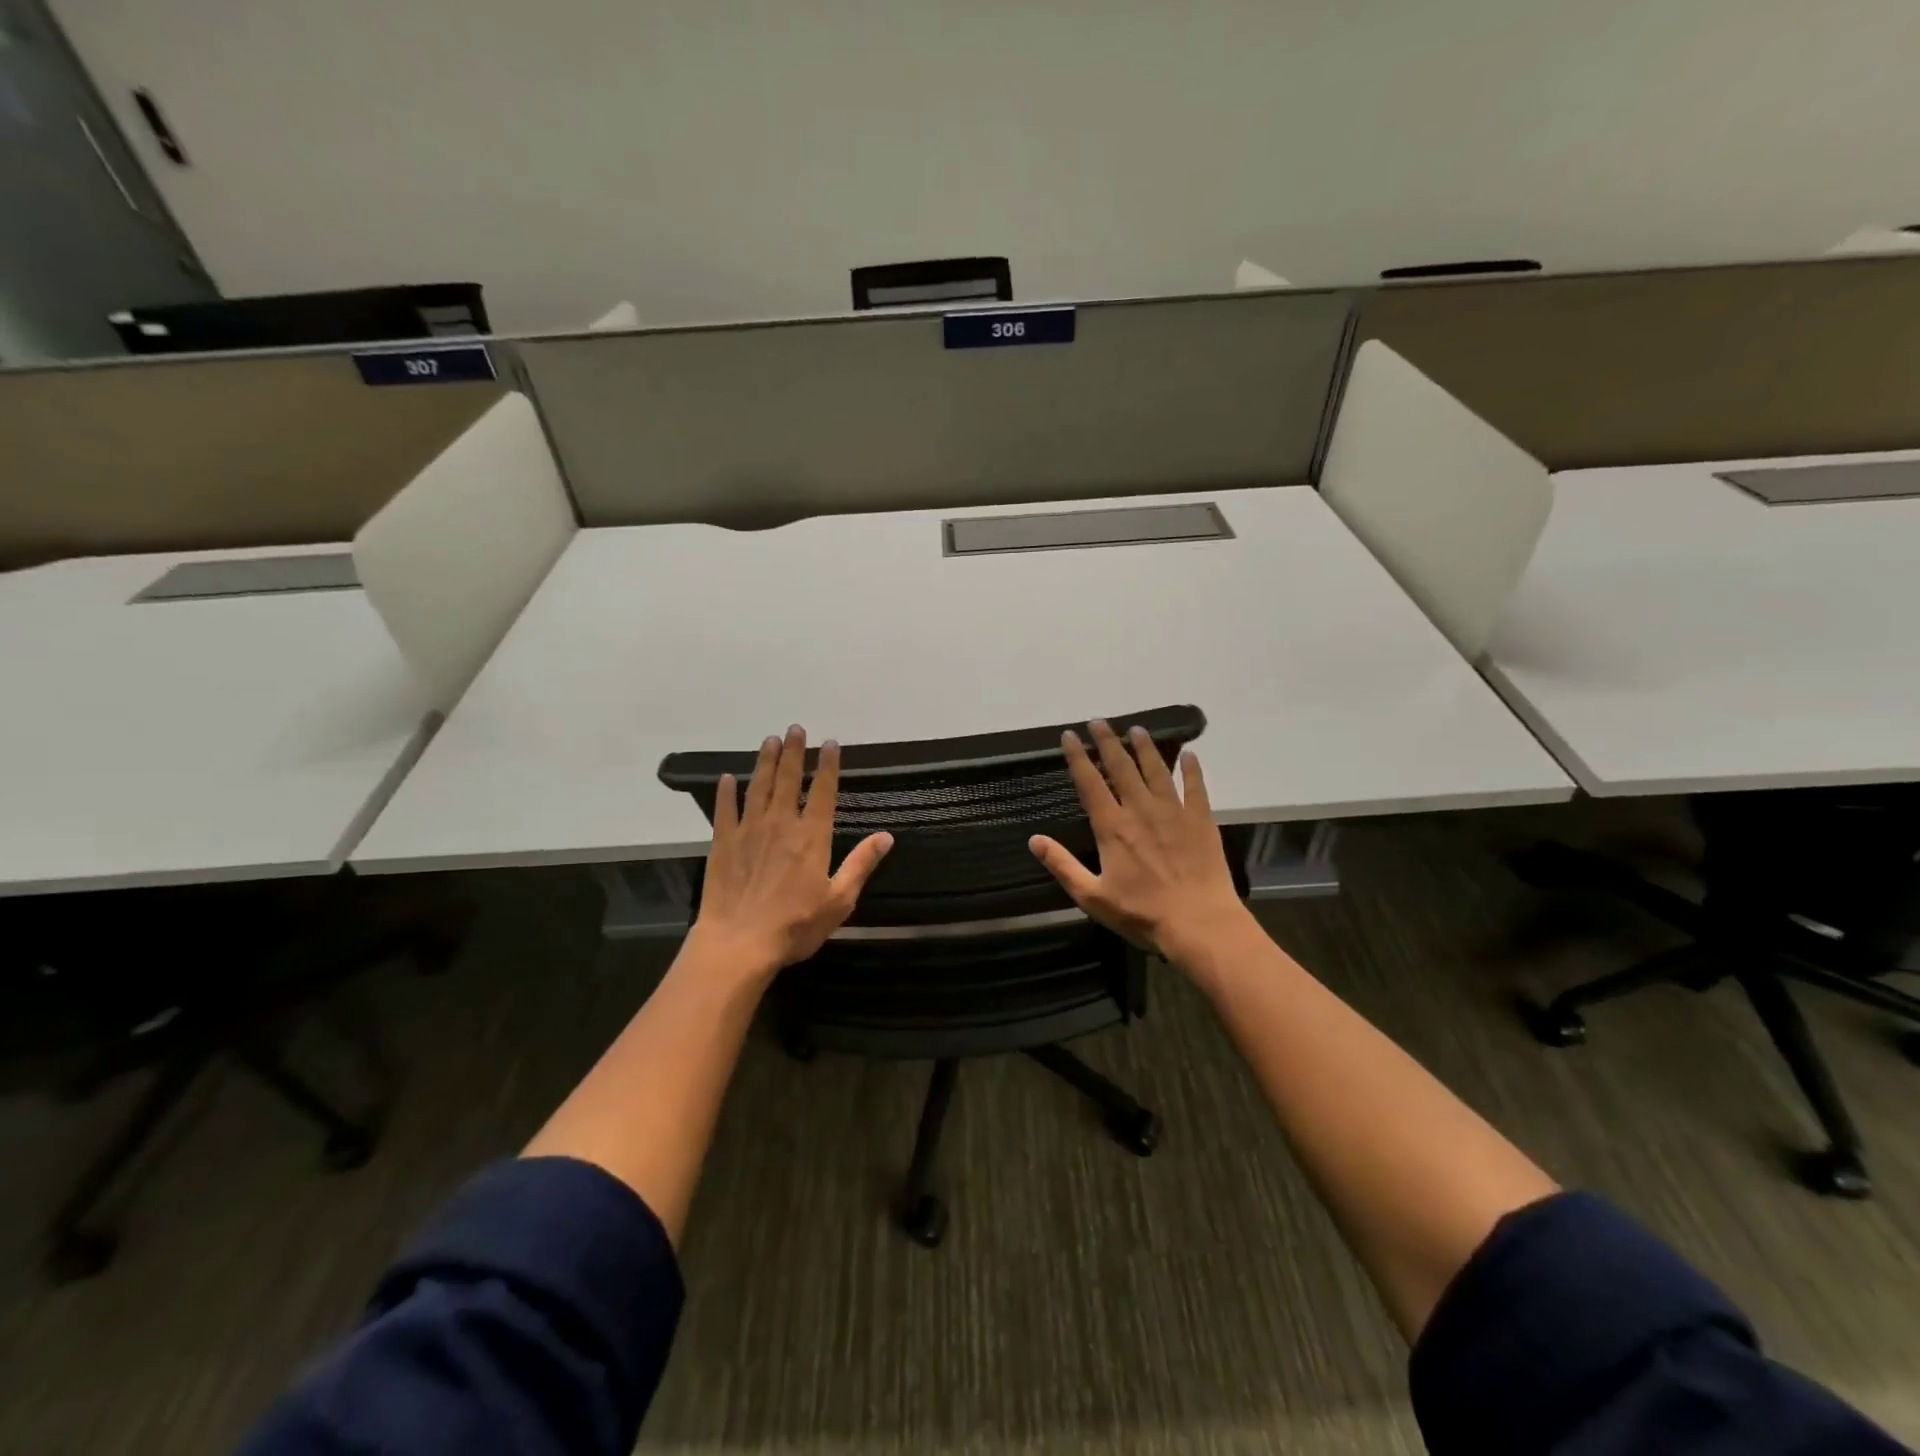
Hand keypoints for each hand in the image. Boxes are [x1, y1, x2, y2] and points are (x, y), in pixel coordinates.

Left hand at [688, 725, 892, 982]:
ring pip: (759, 786)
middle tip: (795, 728)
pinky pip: (725, 809)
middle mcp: (781, 824)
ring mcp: (749, 830)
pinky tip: (727, 778)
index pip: (823, 791)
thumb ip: (861, 864)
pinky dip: (726, 792)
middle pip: (788, 779)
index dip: (827, 765)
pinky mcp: (723, 842)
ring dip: (765, 761)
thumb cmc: (795, 925)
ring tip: (770, 740)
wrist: (739, 942)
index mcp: (812, 836)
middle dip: (794, 752)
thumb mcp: (839, 900)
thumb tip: (886, 837)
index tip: (829, 743)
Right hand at [1029, 720, 1250, 966]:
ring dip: (1146, 748)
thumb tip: (1034, 840)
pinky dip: (1192, 769)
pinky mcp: (1201, 820)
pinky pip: (1196, 787)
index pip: (1090, 782)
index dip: (1077, 757)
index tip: (1070, 735)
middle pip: (1122, 767)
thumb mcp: (1092, 897)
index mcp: (1112, 827)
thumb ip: (1062, 866)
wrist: (1199, 924)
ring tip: (1137, 729)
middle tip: (1100, 721)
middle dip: (1108, 741)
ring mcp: (1174, 812)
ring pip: (1157, 770)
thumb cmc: (1142, 914)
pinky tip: (1189, 754)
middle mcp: (1141, 810)